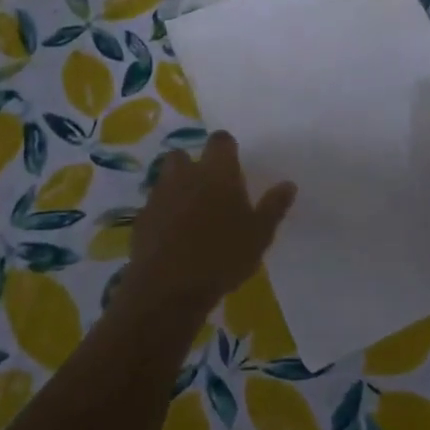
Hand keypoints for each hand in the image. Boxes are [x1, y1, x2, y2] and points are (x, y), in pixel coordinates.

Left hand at [127, 131, 295, 306]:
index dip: (226, 148)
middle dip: (192, 165)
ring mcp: (159, 196)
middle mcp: (185, 175)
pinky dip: (163, 214)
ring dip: (176, 188)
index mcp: (217, 172)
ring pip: (165, 179)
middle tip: (208, 188)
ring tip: (191, 213)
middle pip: (183, 154)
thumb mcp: (259, 235)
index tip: (234, 163)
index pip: (220, 140)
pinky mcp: (141, 219)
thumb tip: (288, 184)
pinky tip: (173, 236)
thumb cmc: (223, 256)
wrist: (168, 288)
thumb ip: (273, 207)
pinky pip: (153, 207)